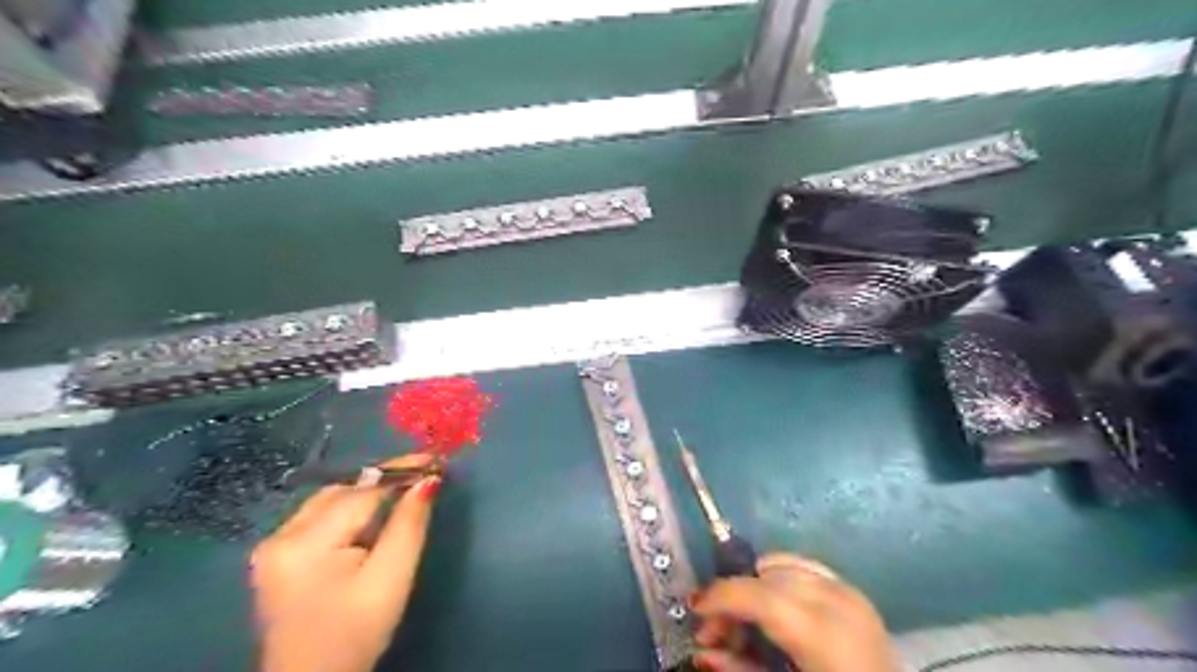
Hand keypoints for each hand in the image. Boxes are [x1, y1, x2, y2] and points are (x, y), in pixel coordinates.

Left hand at [251, 453, 443, 671]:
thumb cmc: (356, 633)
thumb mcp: (392, 578)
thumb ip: (409, 524)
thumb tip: (428, 480)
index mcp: (304, 544)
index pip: (361, 492)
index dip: (400, 472)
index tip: (434, 460)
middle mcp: (279, 536)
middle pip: (342, 491)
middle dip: (383, 480)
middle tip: (423, 475)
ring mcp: (272, 546)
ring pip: (330, 500)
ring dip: (367, 493)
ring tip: (404, 492)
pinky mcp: (276, 556)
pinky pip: (320, 516)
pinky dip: (350, 509)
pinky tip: (372, 516)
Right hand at [694, 551, 897, 670]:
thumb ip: (742, 669)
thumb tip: (701, 651)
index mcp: (825, 634)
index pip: (760, 595)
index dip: (721, 596)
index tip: (694, 608)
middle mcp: (839, 601)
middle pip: (766, 576)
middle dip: (734, 597)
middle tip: (715, 631)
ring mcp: (850, 592)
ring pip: (782, 566)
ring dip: (754, 588)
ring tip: (743, 623)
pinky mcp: (854, 593)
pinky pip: (804, 569)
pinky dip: (780, 580)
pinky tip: (773, 609)